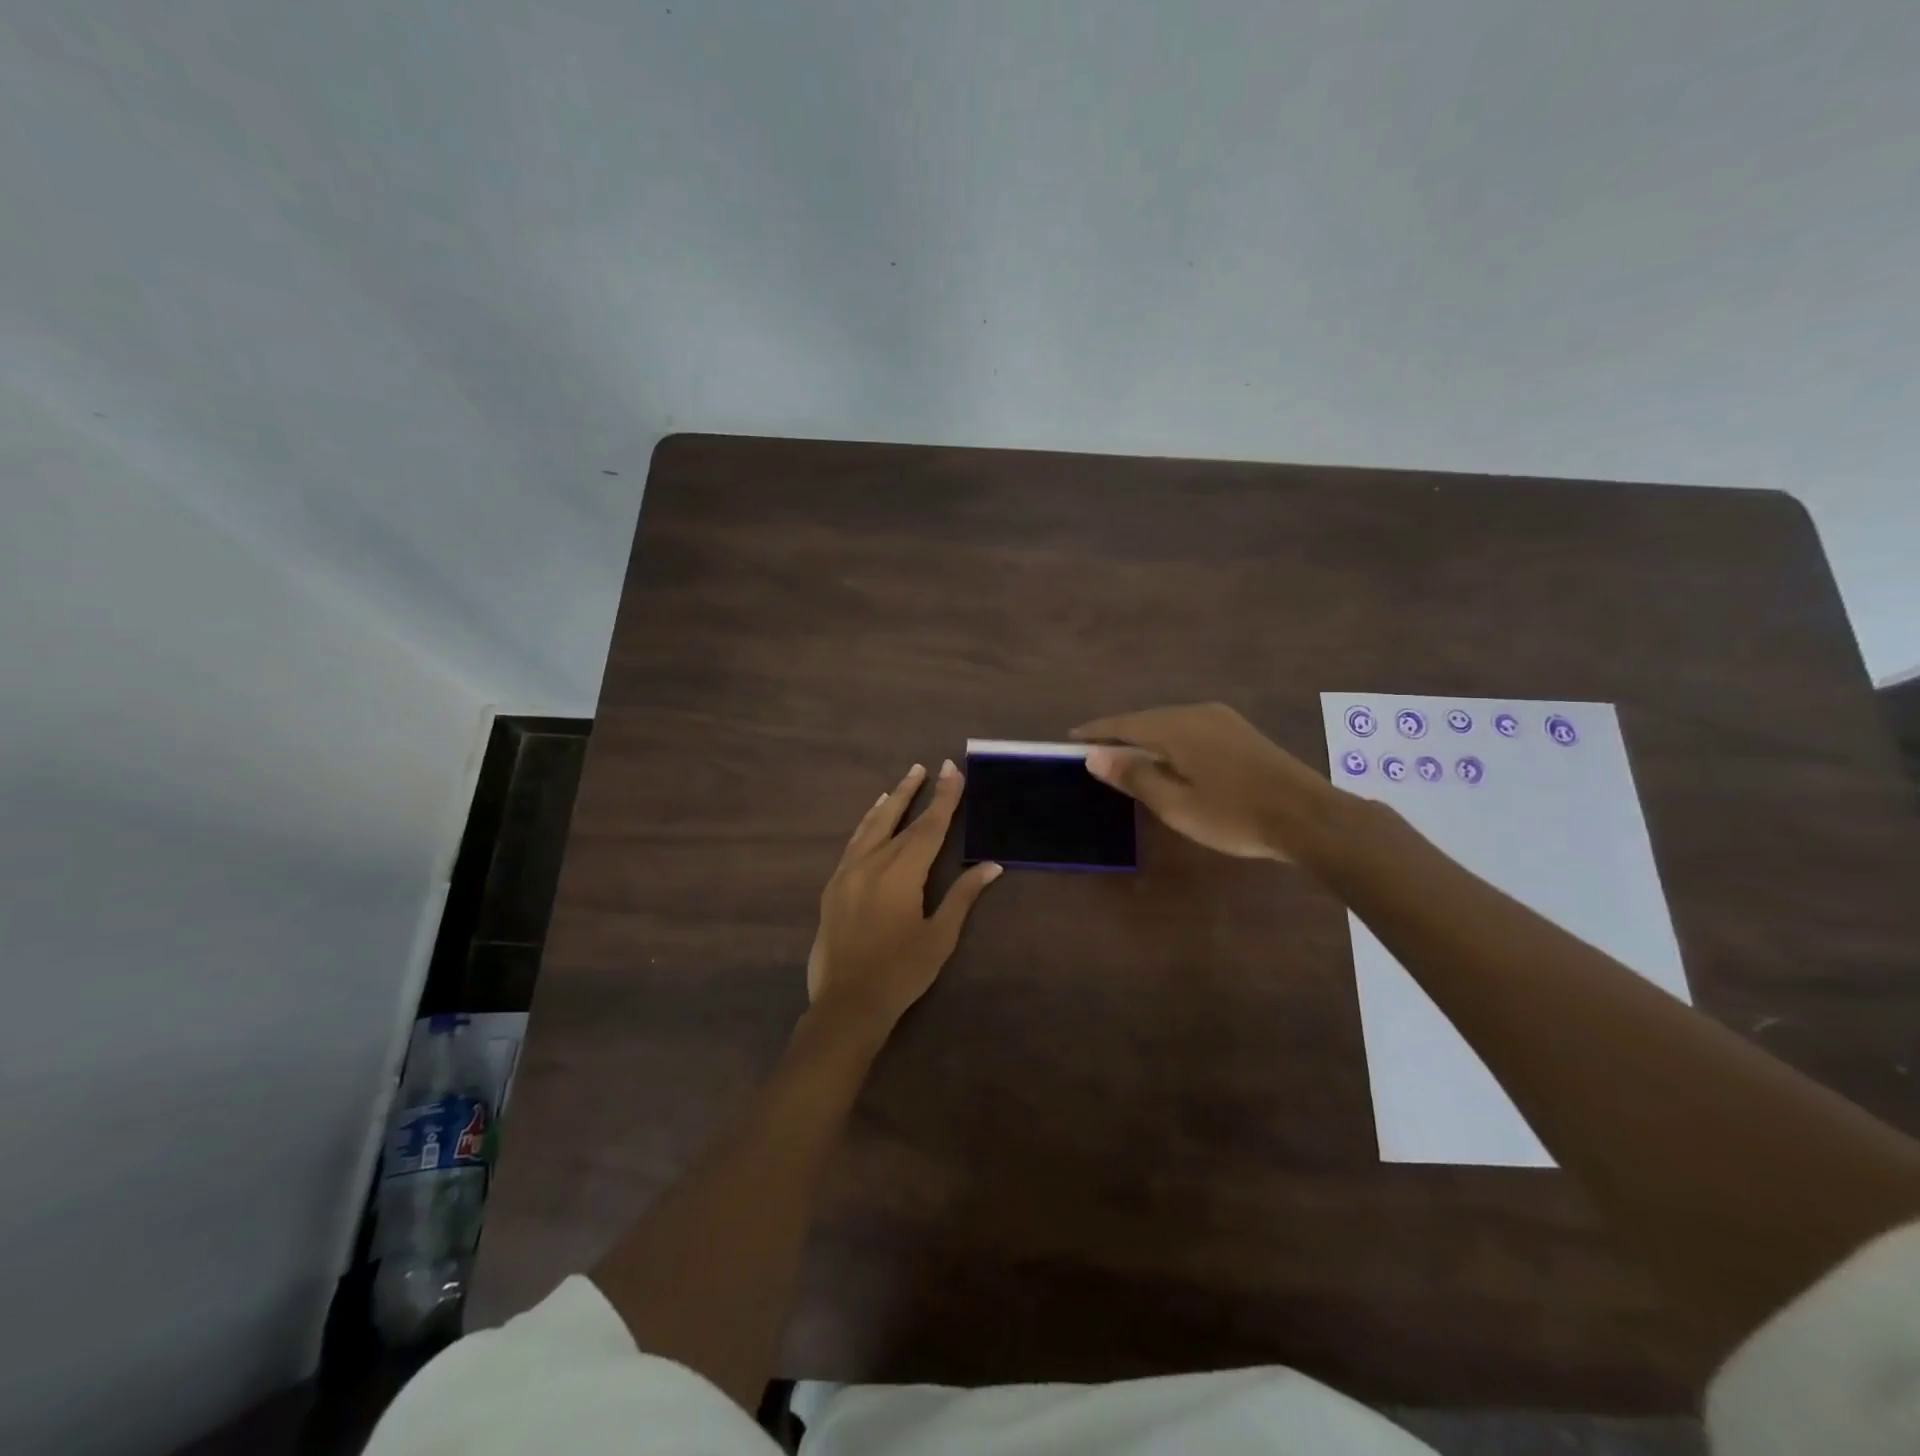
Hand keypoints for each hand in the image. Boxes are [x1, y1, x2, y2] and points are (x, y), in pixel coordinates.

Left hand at [806, 760, 1002, 1033]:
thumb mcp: (939, 936)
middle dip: (916, 792)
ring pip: (872, 826)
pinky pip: (853, 843)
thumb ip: (963, 897)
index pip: (929, 826)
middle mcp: (872, 863)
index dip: (944, 798)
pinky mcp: (834, 886)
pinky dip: (866, 824)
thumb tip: (991, 866)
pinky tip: (872, 818)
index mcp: (901, 873)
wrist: (847, 1003)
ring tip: (903, 782)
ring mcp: (848, 872)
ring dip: (890, 802)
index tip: (952, 770)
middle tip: (928, 766)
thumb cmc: (901, 972)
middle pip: (899, 819)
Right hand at [1072, 703, 1335, 860]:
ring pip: (1170, 722)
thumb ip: (1134, 777)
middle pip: (1146, 719)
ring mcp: (1222, 719)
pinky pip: (1190, 727)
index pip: (1124, 724)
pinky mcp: (1240, 731)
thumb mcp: (1176, 804)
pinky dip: (1169, 739)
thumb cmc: (1234, 815)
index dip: (1096, 732)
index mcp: (1176, 727)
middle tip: (1095, 751)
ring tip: (1126, 754)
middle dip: (1119, 733)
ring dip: (1145, 736)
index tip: (1071, 739)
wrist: (1309, 817)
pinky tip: (1169, 757)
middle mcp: (1196, 713)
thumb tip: (1094, 755)